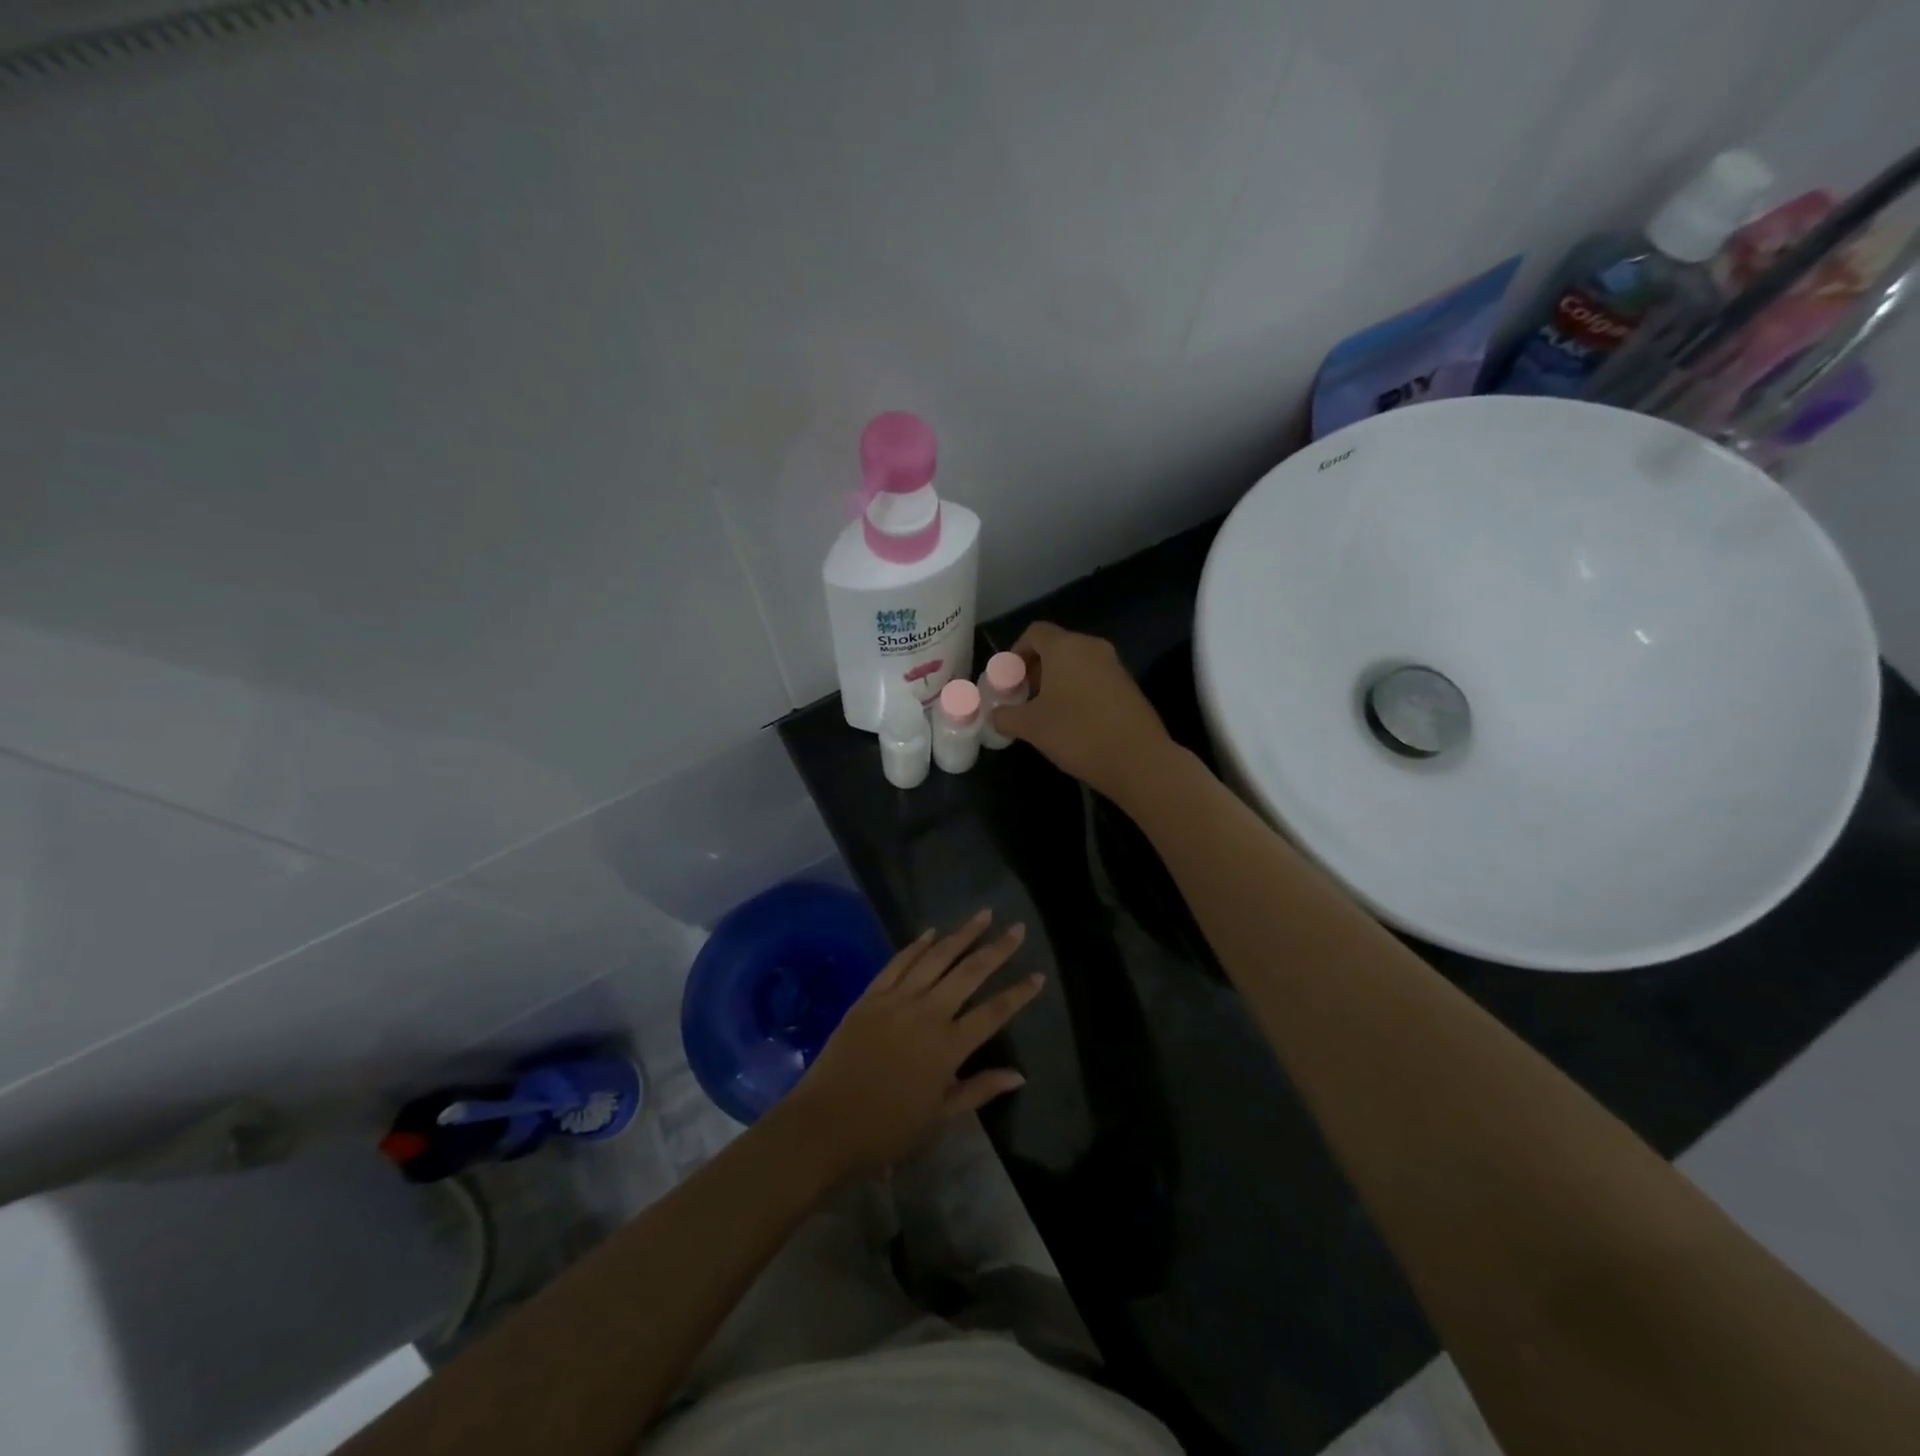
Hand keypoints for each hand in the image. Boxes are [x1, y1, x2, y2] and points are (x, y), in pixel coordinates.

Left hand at [781, 911, 1040, 1181]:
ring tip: (982, 915)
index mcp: (949, 1046)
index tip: (1038, 974)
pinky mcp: (871, 995)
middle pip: (969, 973)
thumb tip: (1019, 1074)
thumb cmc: (887, 1128)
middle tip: (1017, 928)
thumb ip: (979, 1089)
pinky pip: (898, 962)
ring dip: (961, 935)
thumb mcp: (940, 1117)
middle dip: (997, 949)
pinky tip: (931, 932)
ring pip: (936, 957)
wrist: (826, 1122)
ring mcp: (897, 999)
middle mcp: (928, 1013)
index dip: (1019, 993)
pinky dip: (917, 944)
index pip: (994, 1012)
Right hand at [991, 622, 1178, 806]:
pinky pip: (1094, 678)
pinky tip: (1072, 721)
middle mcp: (1091, 647)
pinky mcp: (1129, 686)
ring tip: (1045, 712)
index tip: (1007, 678)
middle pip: (1056, 647)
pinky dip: (1077, 690)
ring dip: (1056, 681)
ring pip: (1077, 663)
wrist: (1138, 759)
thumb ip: (1006, 716)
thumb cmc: (1076, 733)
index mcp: (1065, 647)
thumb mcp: (1031, 727)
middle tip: (1022, 697)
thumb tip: (995, 715)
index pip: (1035, 632)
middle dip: (1035, 668)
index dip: (1016, 652)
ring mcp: (1114, 665)